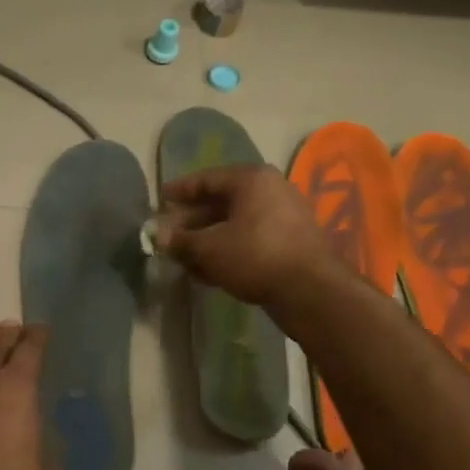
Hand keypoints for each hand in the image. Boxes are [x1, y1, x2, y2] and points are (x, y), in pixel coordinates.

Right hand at [157, 165, 338, 308]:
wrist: (311, 290)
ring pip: (236, 224)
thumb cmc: (255, 256)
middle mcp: (271, 190)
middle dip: (193, 220)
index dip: (181, 190)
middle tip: (169, 233)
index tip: (161, 198)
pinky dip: (228, 250)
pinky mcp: (291, 243)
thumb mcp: (209, 248)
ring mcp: (285, 217)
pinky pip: (251, 240)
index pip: (207, 179)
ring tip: (184, 257)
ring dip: (208, 239)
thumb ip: (181, 241)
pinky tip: (208, 271)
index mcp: (252, 179)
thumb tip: (158, 238)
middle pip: (222, 202)